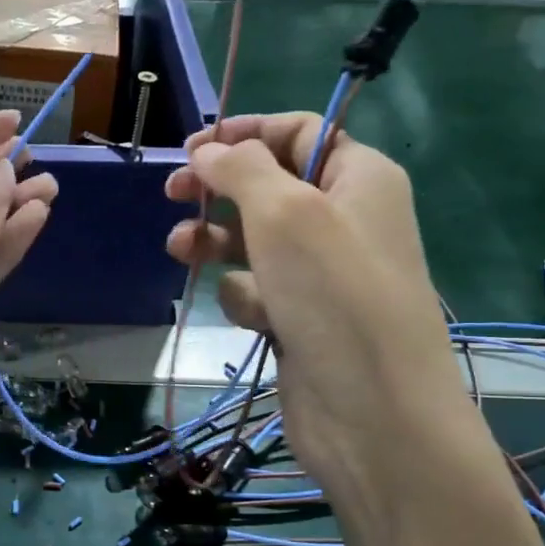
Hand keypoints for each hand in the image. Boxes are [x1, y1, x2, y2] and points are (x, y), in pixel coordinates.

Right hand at [163, 114, 471, 528]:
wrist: (371, 412)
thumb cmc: (334, 295)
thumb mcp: (285, 212)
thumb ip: (241, 169)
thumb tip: (208, 151)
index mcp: (360, 178)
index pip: (300, 132)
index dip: (245, 133)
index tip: (192, 148)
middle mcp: (343, 221)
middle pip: (269, 186)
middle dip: (219, 189)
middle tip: (173, 193)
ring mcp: (321, 275)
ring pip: (253, 242)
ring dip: (216, 242)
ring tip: (181, 251)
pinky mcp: (300, 320)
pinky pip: (258, 291)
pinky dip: (246, 297)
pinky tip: (253, 316)